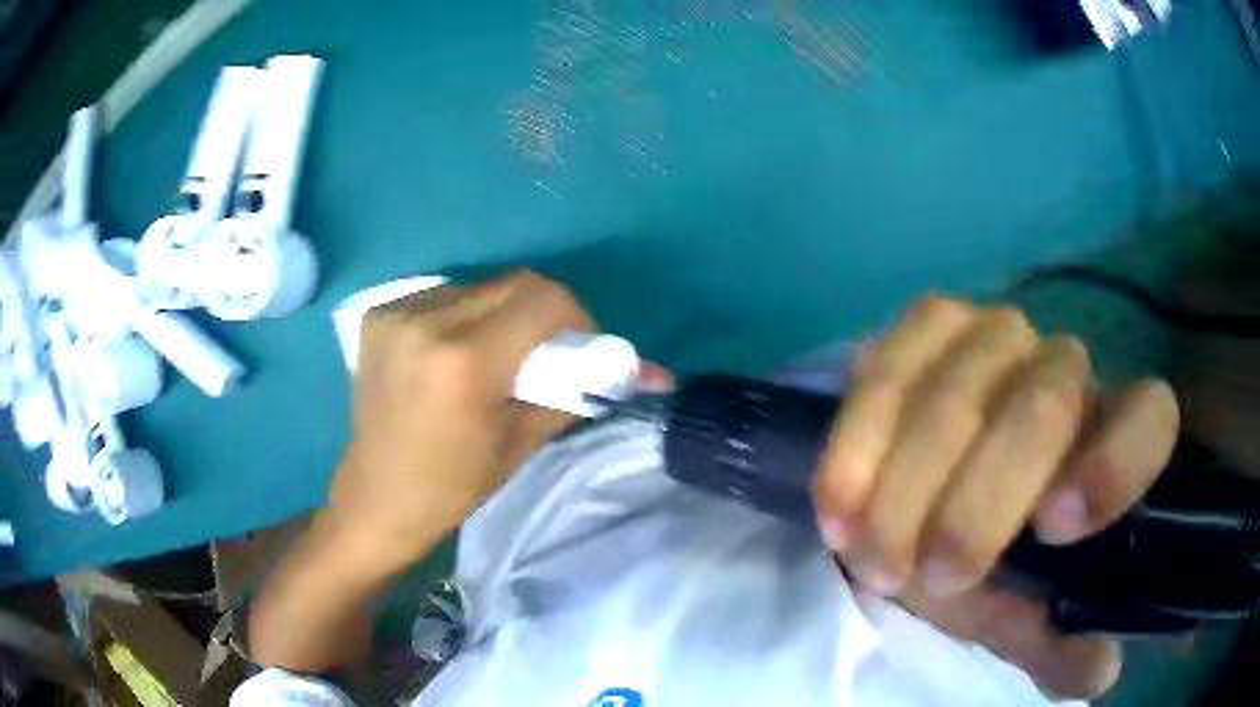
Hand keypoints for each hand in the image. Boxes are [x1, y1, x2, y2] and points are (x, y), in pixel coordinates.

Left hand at [329, 271, 593, 567]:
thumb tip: (624, 370)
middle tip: (549, 347)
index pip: (542, 300)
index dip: (576, 315)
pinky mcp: (379, 314)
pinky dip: (465, 314)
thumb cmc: (451, 486)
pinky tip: (458, 349)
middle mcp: (427, 322)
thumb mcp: (519, 444)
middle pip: (513, 283)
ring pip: (478, 286)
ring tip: (499, 351)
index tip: (581, 343)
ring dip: (503, 311)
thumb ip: (569, 393)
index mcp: (466, 361)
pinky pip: (444, 296)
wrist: (376, 496)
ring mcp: (397, 313)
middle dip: (543, 310)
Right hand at [812, 296, 1179, 698]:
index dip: (1112, 465)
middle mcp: (1065, 367)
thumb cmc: (987, 557)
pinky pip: (888, 374)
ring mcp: (994, 333)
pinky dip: (858, 448)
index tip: (1051, 531)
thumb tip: (1100, 670)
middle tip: (935, 577)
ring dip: (905, 492)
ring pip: (957, 396)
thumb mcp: (1021, 612)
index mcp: (1108, 437)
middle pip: (1043, 408)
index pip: (1150, 417)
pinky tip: (838, 506)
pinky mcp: (926, 323)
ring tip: (872, 561)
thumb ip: (1058, 645)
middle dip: (979, 506)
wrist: (918, 493)